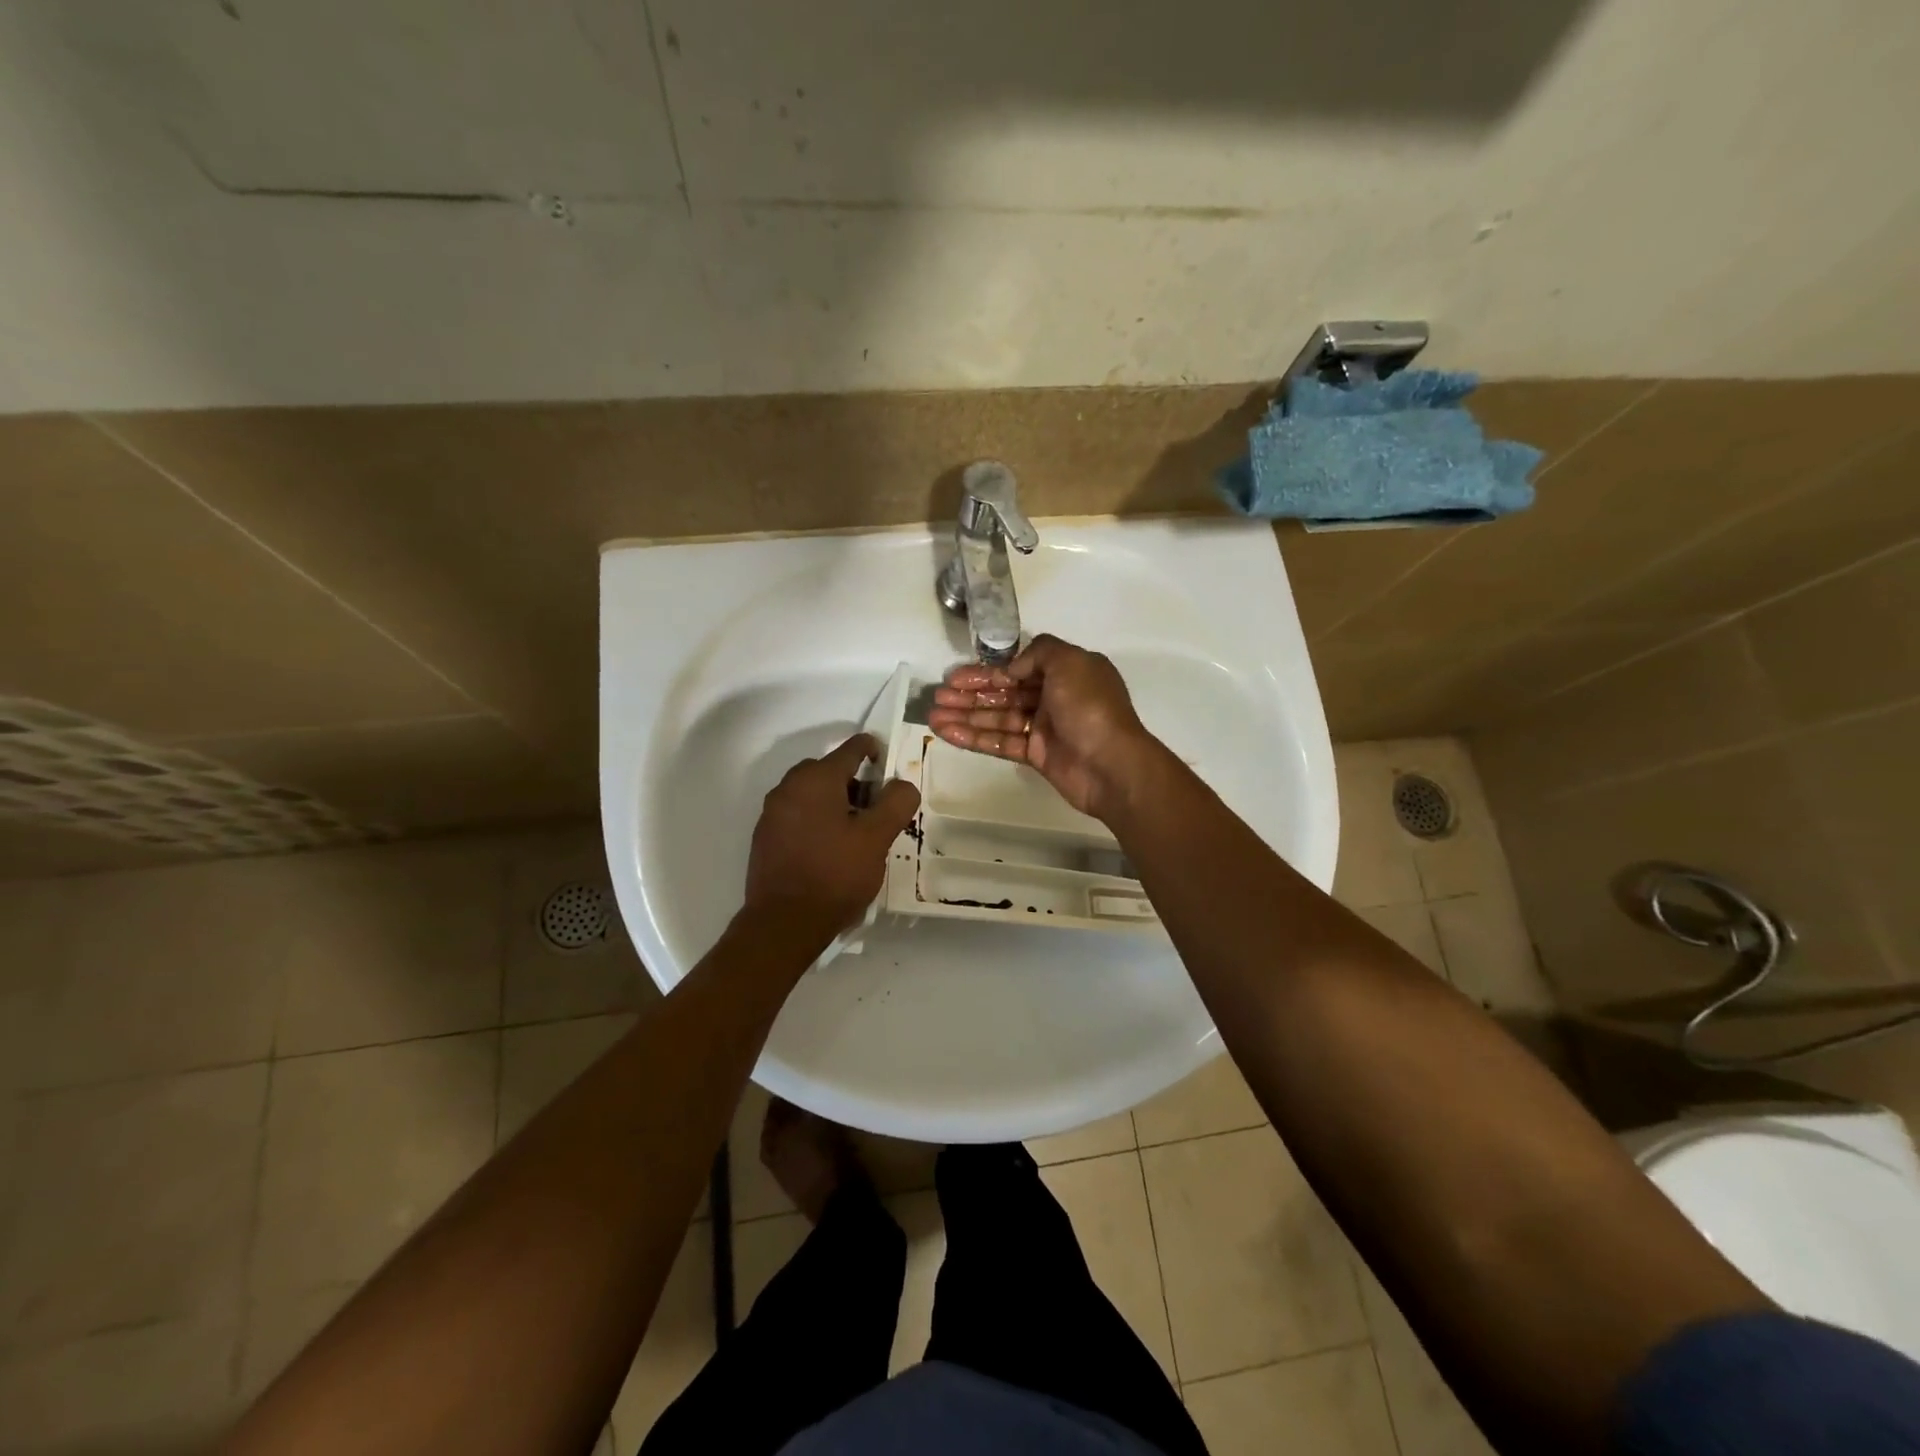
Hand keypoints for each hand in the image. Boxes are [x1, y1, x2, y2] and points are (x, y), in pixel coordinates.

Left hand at [743, 733, 920, 940]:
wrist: (783, 924)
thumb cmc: (835, 874)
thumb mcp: (877, 838)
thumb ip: (896, 803)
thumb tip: (902, 785)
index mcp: (816, 778)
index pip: (852, 748)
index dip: (876, 752)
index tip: (891, 771)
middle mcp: (788, 787)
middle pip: (830, 770)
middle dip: (856, 784)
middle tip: (877, 812)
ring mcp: (772, 812)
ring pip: (812, 794)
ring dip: (836, 804)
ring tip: (856, 835)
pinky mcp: (764, 837)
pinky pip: (797, 815)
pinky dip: (816, 821)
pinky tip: (830, 850)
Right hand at [927, 634, 1162, 819]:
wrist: (1112, 765)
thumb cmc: (1091, 707)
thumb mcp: (1069, 662)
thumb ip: (1038, 653)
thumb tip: (1013, 668)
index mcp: (1066, 672)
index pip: (1019, 668)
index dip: (987, 672)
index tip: (957, 676)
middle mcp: (1055, 698)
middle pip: (1005, 693)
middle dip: (971, 694)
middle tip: (938, 697)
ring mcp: (1045, 728)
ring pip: (998, 719)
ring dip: (966, 716)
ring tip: (933, 716)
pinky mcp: (1036, 755)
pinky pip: (1000, 743)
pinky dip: (974, 738)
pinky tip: (947, 734)